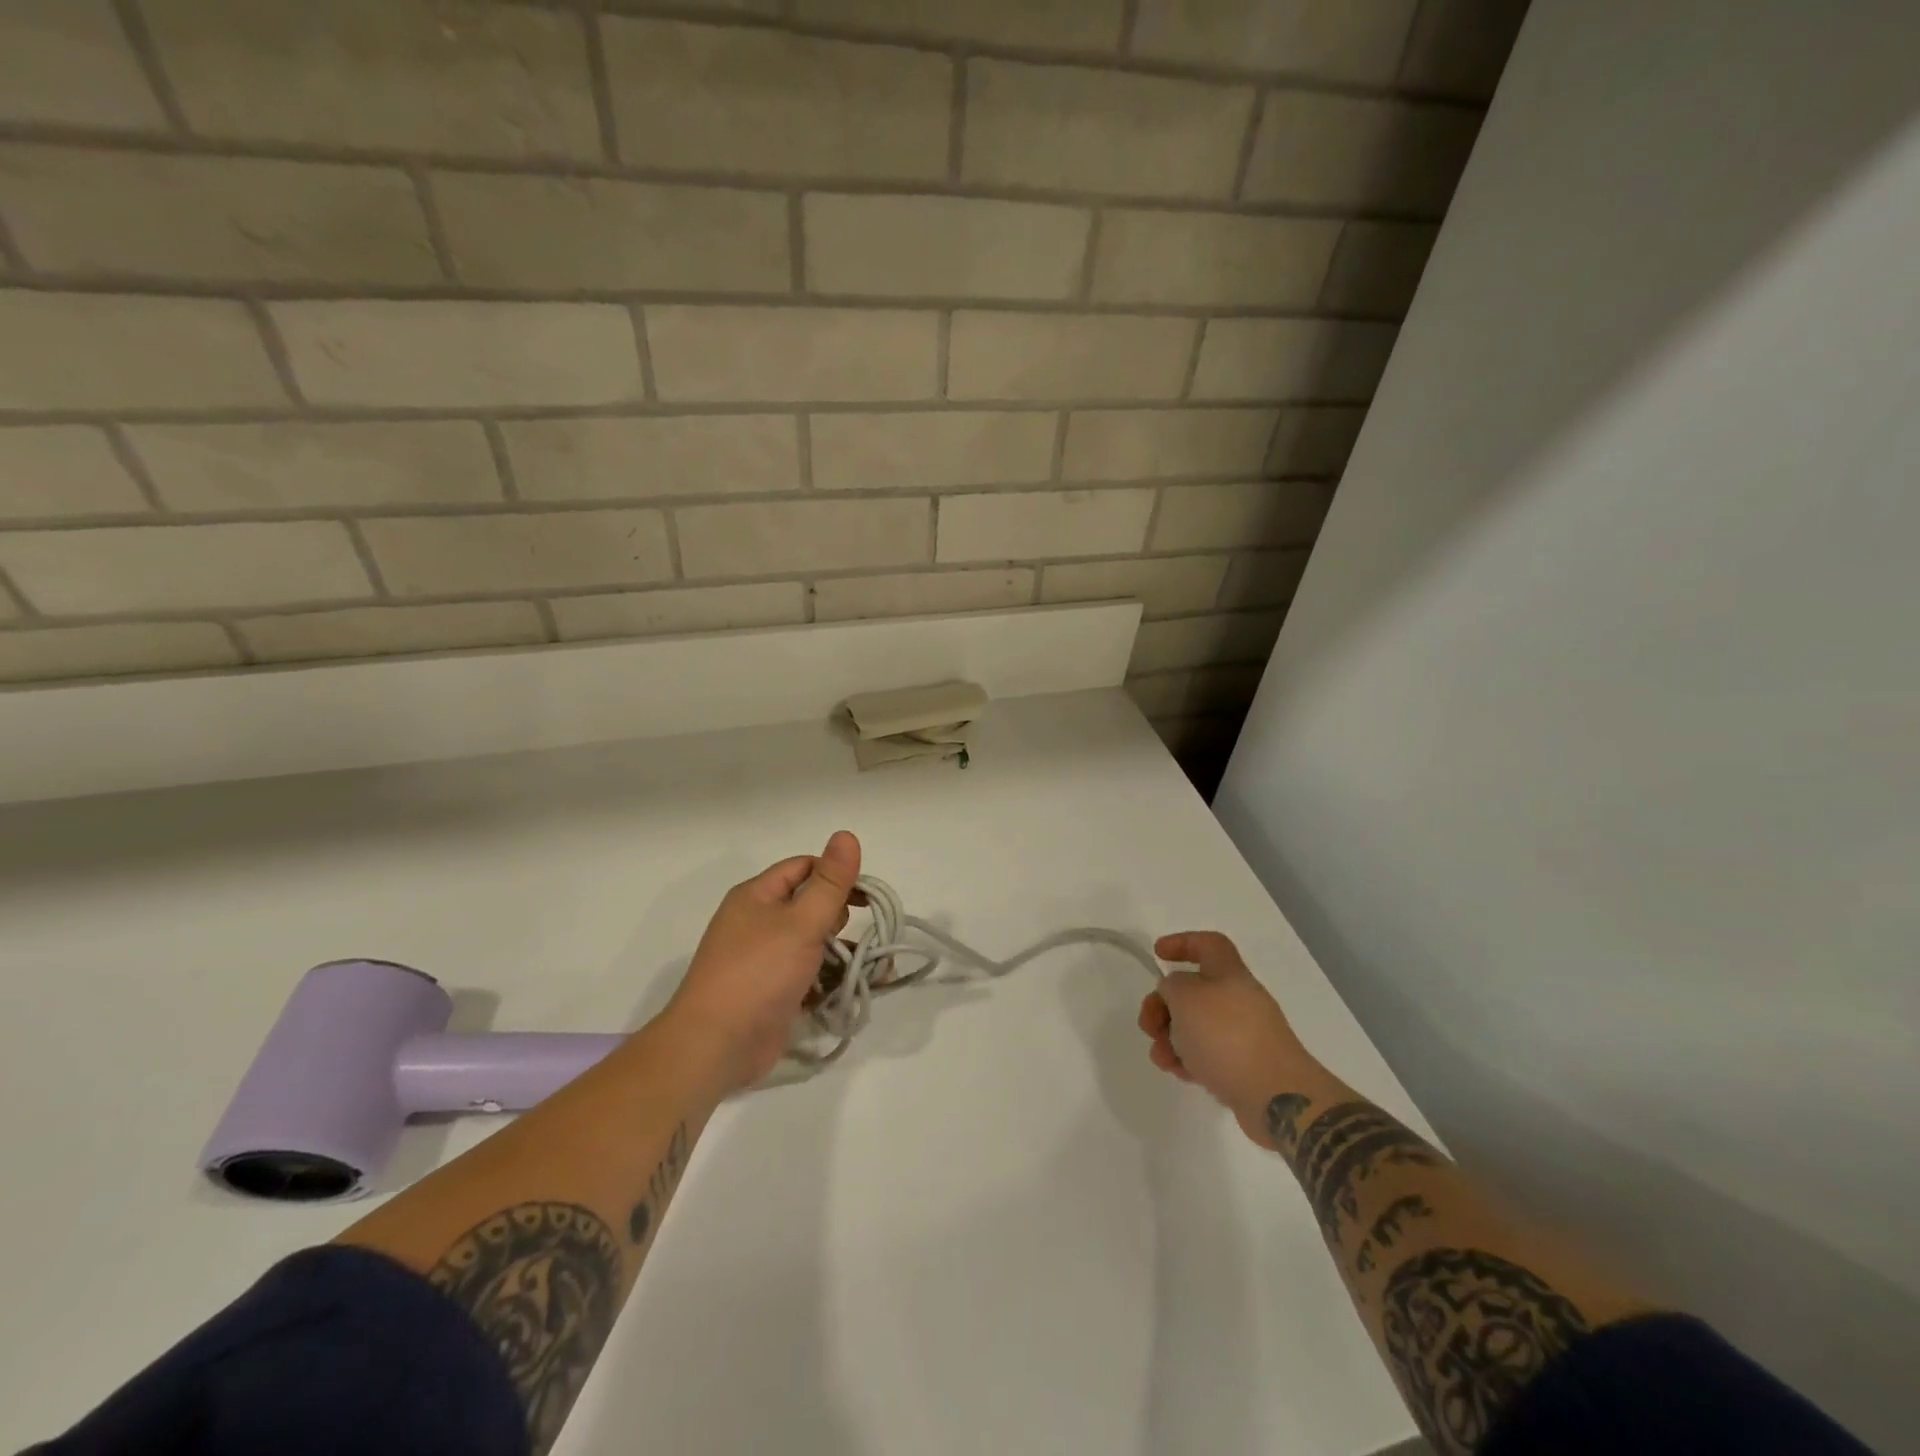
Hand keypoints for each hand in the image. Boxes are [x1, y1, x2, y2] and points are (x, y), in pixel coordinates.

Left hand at [662, 831, 861, 1095]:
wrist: (715, 1046)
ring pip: (810, 943)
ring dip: (839, 952)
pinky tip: (848, 990)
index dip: (836, 875)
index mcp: (757, 896)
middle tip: (850, 936)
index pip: (804, 868)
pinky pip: (806, 976)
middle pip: (809, 905)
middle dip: (838, 917)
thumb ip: (829, 882)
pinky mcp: (770, 993)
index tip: (867, 897)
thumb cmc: (758, 973)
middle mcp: (756, 922)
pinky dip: (827, 980)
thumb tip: (846, 834)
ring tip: (866, 967)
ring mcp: (762, 960)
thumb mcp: (801, 922)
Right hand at [1138, 931, 1307, 1147]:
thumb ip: (1171, 986)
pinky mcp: (1244, 1067)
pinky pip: (1207, 1055)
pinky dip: (1188, 1060)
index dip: (1182, 943)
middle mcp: (1239, 1000)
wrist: (1276, 1097)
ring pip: (1196, 1027)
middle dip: (1163, 1005)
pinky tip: (1178, 1073)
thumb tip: (1175, 993)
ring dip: (1170, 1037)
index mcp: (1230, 974)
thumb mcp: (1185, 997)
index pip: (1209, 944)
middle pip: (1194, 991)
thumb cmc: (1226, 1036)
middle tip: (1148, 1025)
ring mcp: (1244, 1035)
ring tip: (1161, 1057)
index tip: (1157, 954)